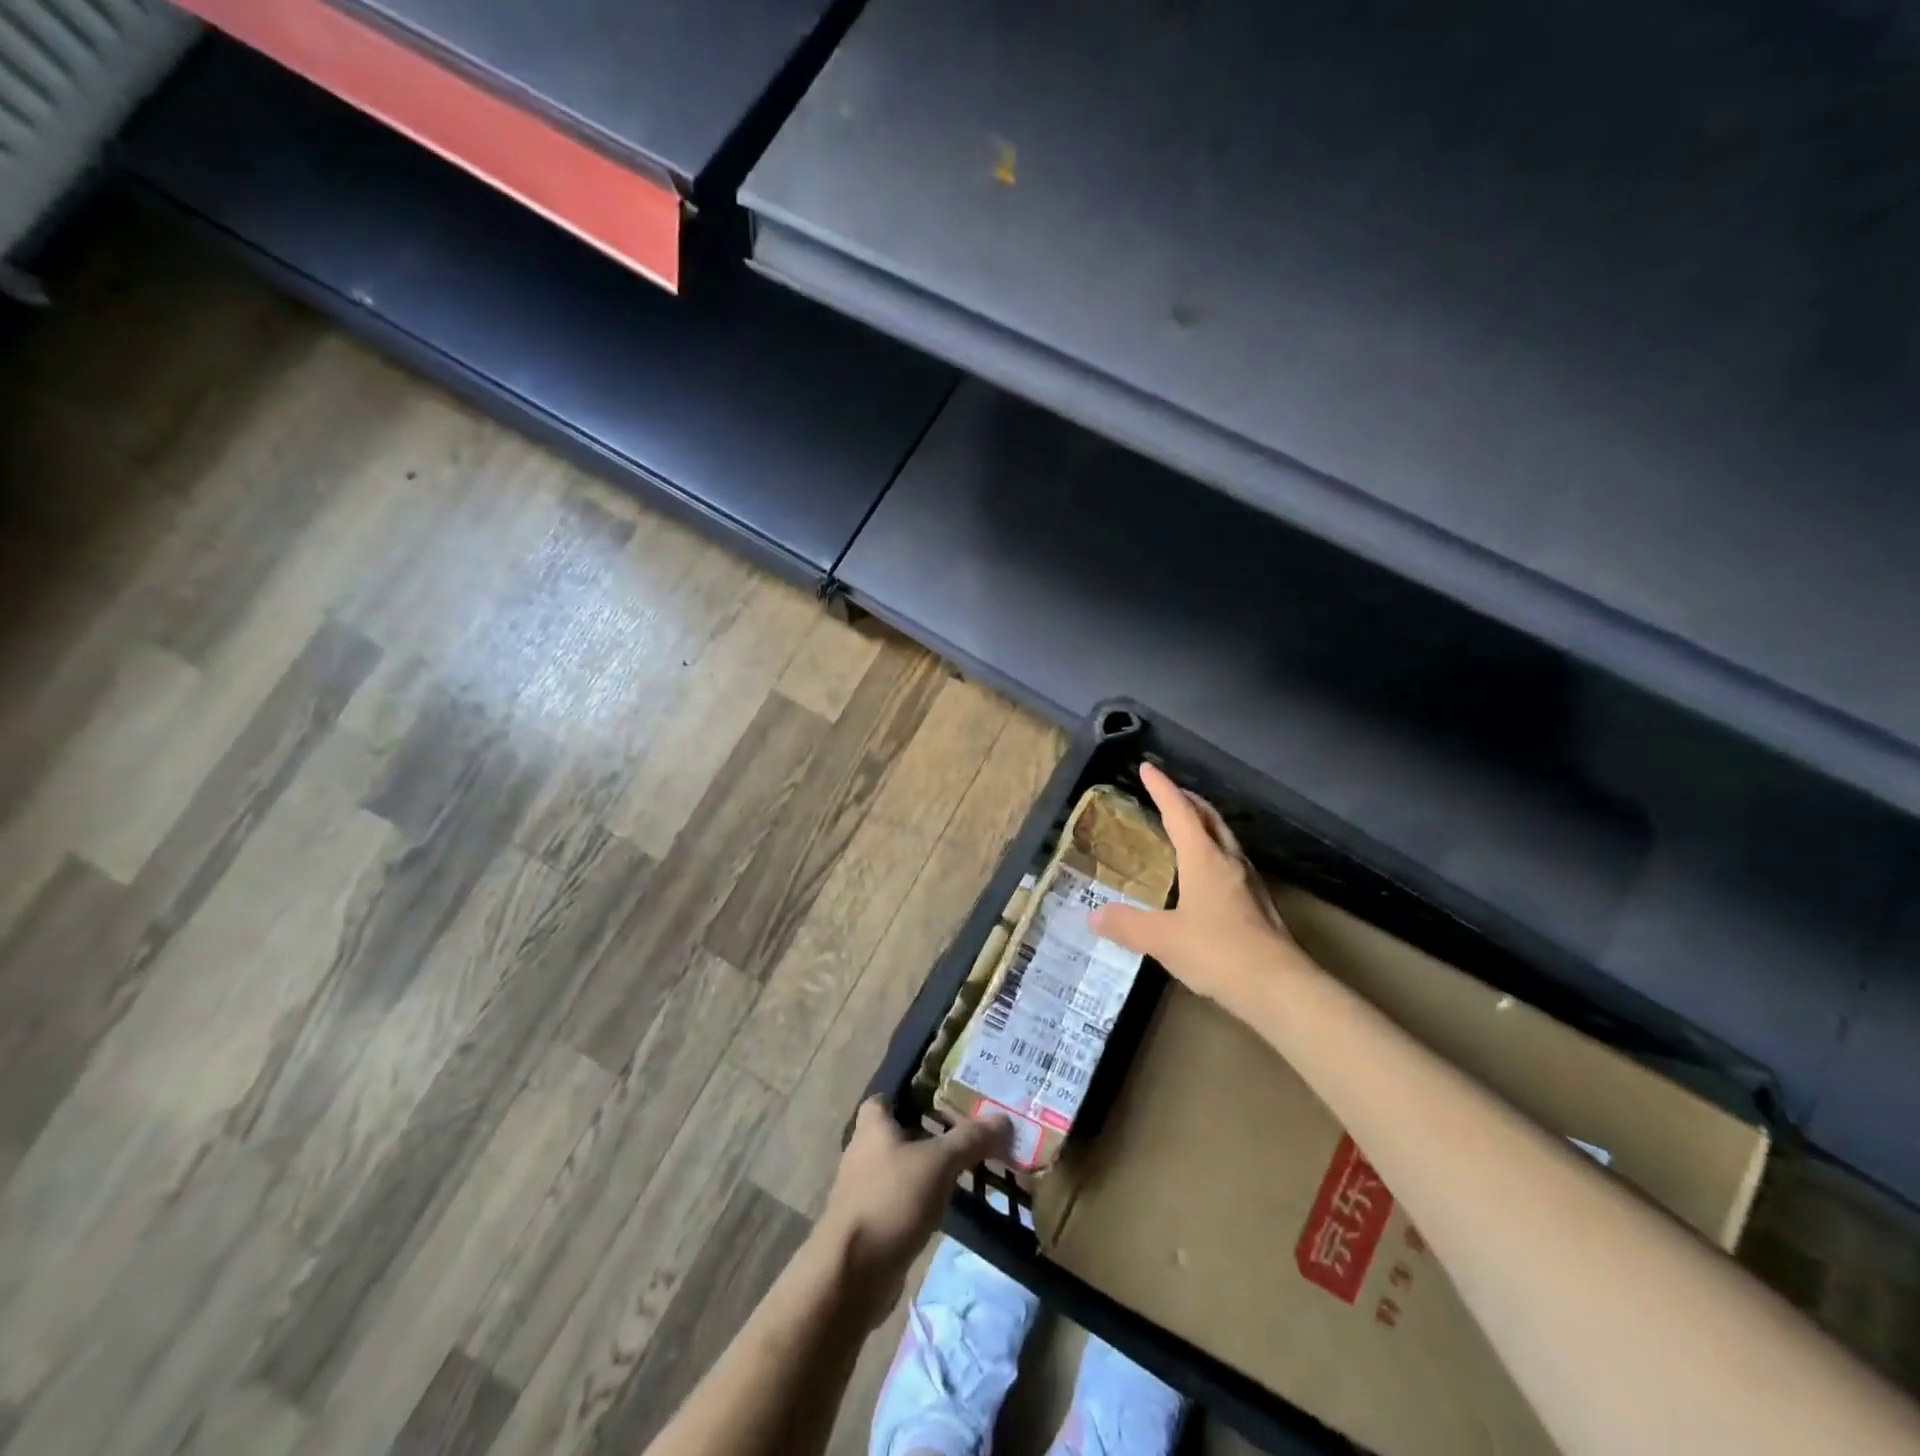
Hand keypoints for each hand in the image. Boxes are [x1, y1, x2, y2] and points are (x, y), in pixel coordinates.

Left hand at [813, 1099, 1011, 1329]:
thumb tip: (1003, 1118)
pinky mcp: (871, 1224)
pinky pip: (900, 1201)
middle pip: (897, 1133)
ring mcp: (864, 1191)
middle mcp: (863, 1153)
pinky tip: (946, 1206)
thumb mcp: (938, 1163)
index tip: (942, 1097)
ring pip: (900, 1169)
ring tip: (964, 1168)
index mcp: (872, 1127)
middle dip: (927, 1133)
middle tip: (965, 1132)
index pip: (885, 1097)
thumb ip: (969, 1140)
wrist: (851, 1274)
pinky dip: (920, 1201)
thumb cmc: (891, 1200)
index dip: (910, 1094)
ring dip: (926, 1170)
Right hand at [1090, 762, 1302, 1016]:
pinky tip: (1207, 874)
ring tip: (1186, 827)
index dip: (1162, 788)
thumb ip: (1127, 924)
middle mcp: (1229, 861)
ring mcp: (1249, 883)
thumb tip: (1094, 916)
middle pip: (1209, 818)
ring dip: (1204, 825)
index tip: (1148, 768)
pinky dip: (1214, 852)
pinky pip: (1231, 863)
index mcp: (1204, 858)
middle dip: (1188, 800)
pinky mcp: (1259, 905)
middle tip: (1169, 792)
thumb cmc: (1217, 951)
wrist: (1279, 987)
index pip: (1180, 811)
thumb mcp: (1162, 938)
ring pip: (1224, 839)